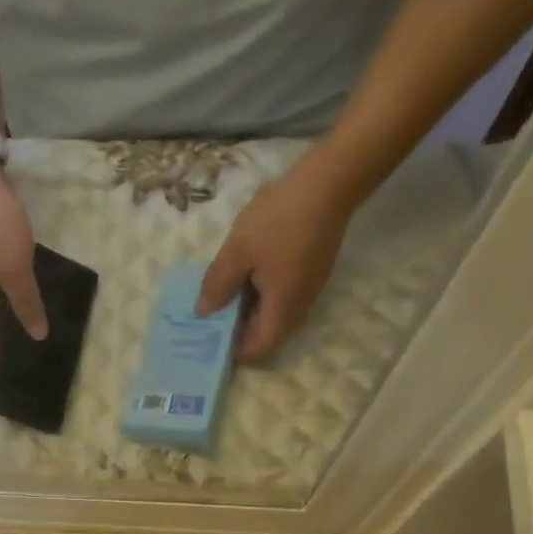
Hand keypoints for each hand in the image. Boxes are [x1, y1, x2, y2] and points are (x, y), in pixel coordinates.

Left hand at [196, 157, 354, 360]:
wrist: (329, 181)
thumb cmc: (279, 219)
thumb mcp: (238, 252)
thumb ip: (218, 285)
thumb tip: (203, 313)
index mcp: (283, 309)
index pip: (259, 350)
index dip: (235, 352)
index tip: (210, 339)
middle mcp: (300, 307)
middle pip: (267, 335)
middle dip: (238, 331)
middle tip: (209, 316)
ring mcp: (309, 289)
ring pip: (274, 314)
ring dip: (248, 310)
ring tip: (221, 293)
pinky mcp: (312, 272)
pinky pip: (282, 296)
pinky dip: (260, 293)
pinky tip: (243, 273)